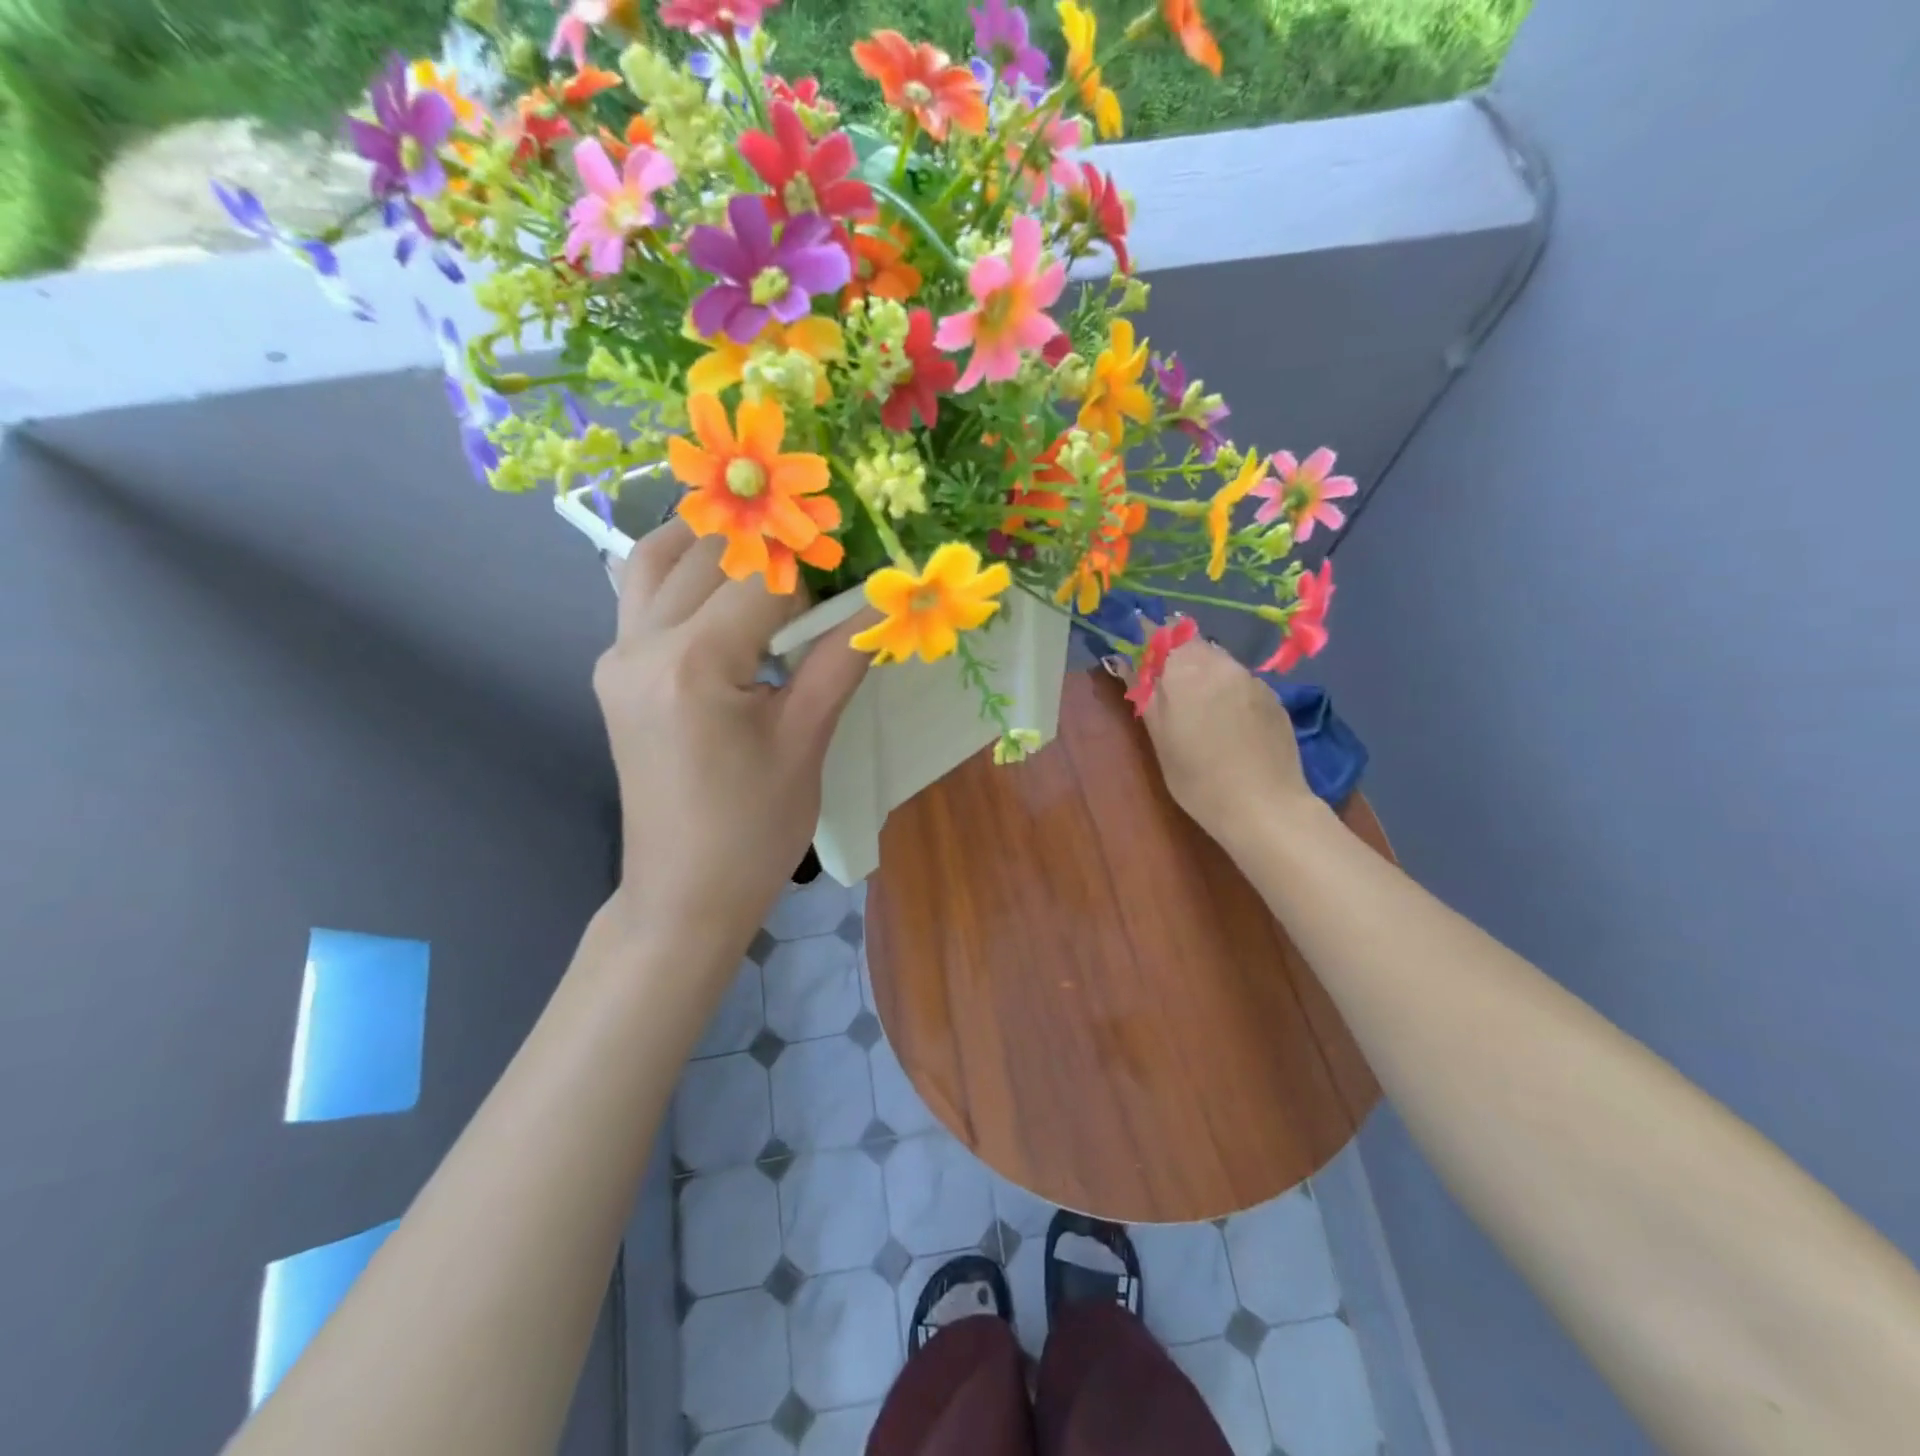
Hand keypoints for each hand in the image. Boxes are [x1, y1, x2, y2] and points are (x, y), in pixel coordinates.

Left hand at [594, 520, 870, 957]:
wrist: (682, 895)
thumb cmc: (754, 831)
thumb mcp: (806, 743)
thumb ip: (840, 659)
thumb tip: (883, 601)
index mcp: (694, 665)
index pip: (762, 579)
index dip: (816, 567)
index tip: (856, 567)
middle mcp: (641, 645)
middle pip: (709, 555)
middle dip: (772, 549)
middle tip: (824, 562)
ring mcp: (617, 656)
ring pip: (658, 559)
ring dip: (716, 544)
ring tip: (772, 557)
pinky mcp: (615, 672)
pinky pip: (644, 594)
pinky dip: (686, 574)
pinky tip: (729, 592)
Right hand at [1137, 635, 1320, 852]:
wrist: (1264, 806)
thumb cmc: (1198, 779)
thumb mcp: (1160, 739)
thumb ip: (1144, 693)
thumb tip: (1124, 661)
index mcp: (1185, 671)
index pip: (1160, 634)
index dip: (1145, 637)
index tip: (1135, 650)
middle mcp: (1220, 663)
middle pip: (1191, 643)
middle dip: (1174, 656)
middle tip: (1164, 686)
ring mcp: (1251, 678)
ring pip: (1218, 660)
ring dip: (1202, 671)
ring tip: (1196, 706)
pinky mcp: (1273, 695)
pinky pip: (1240, 679)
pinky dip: (1226, 689)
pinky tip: (1227, 721)